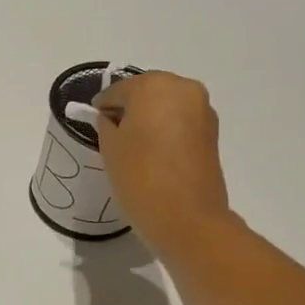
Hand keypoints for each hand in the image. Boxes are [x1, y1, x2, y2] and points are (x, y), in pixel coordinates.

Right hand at [92, 71, 232, 253]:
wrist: (186, 218)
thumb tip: (111, 118)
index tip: (93, 121)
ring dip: (149, 119)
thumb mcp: (109, 148)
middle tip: (112, 133)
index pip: (118, 90)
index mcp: (154, 86)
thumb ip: (106, 124)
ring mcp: (203, 110)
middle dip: (130, 109)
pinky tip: (153, 153)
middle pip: (147, 92)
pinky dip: (165, 131)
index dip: (102, 106)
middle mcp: (183, 89)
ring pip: (166, 106)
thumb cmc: (139, 177)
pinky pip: (180, 122)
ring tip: (133, 146)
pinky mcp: (212, 133)